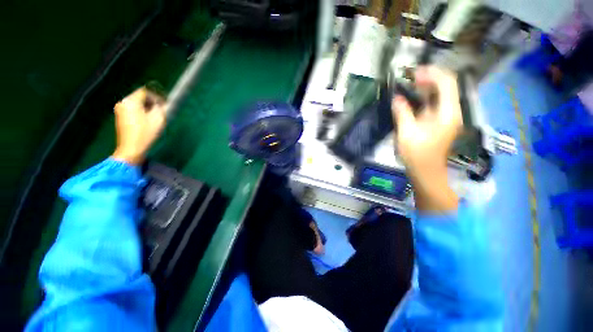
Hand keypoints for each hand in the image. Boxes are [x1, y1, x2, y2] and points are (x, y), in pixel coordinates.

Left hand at [111, 87, 166, 164]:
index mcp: (131, 101)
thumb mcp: (158, 119)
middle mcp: (123, 103)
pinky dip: (141, 112)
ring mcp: (120, 110)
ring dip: (147, 108)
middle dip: (152, 102)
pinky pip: (132, 110)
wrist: (131, 148)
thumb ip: (161, 108)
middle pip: (139, 97)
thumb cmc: (145, 133)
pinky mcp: (120, 117)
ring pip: (136, 104)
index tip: (165, 104)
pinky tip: (147, 121)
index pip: (145, 91)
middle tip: (161, 111)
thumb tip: (161, 103)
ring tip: (155, 117)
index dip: (157, 96)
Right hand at [392, 66, 461, 211]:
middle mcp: (451, 112)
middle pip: (446, 86)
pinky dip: (426, 97)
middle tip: (410, 77)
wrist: (426, 171)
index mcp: (447, 114)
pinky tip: (414, 97)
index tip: (413, 72)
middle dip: (429, 78)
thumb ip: (403, 113)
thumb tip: (396, 98)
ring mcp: (447, 117)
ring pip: (442, 94)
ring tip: (410, 84)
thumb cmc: (417, 154)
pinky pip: (436, 103)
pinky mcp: (441, 122)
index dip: (432, 74)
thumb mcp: (407, 133)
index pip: (447, 83)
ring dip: (427, 87)